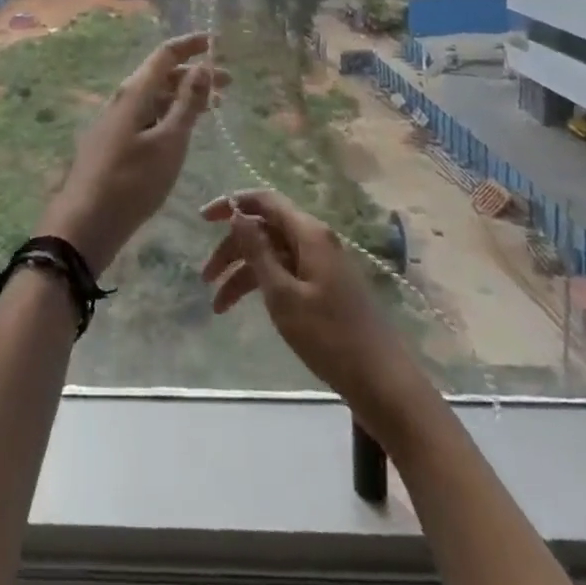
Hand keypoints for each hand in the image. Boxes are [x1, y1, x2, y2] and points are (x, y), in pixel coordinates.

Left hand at [38, 33, 221, 276]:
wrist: (85, 222)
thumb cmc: (132, 181)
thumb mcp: (168, 142)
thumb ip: (187, 104)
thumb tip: (202, 66)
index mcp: (134, 92)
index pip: (165, 54)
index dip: (191, 45)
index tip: (217, 41)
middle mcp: (123, 100)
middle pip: (161, 76)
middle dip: (194, 74)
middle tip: (229, 84)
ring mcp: (116, 122)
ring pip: (154, 98)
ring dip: (183, 97)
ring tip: (212, 108)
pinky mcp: (113, 143)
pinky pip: (146, 117)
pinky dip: (169, 115)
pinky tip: (182, 131)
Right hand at [200, 189, 424, 411]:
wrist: (382, 383)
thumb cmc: (329, 337)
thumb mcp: (283, 294)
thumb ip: (257, 251)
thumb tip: (237, 214)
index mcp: (309, 234)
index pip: (264, 201)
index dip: (231, 204)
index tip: (202, 219)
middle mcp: (316, 240)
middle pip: (264, 230)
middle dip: (232, 249)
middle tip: (205, 276)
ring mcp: (322, 264)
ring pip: (272, 254)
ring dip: (242, 273)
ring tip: (217, 304)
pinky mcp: (325, 287)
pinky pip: (285, 273)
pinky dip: (262, 285)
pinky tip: (242, 308)